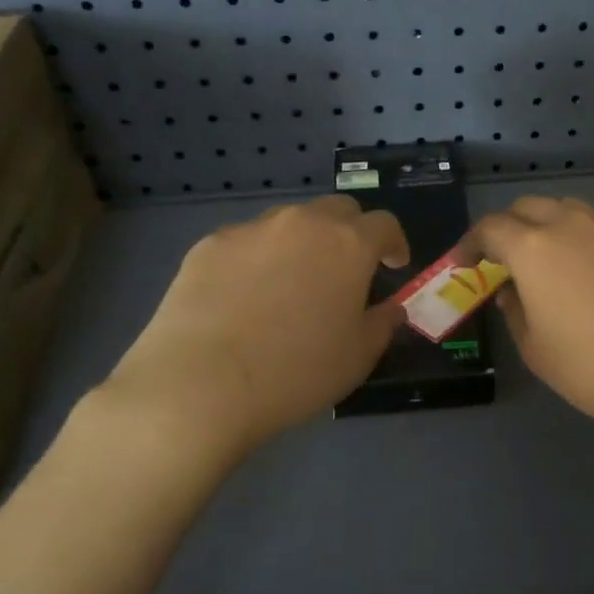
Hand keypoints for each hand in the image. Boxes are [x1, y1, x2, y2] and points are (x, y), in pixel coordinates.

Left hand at [95, 196, 409, 459]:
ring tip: (292, 282)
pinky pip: (247, 242)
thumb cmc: (295, 372)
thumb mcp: (358, 357)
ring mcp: (252, 230)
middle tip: (346, 269)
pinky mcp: (209, 245)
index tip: (393, 266)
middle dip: (351, 232)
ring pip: (289, 221)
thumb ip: (383, 323)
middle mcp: (302, 223)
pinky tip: (246, 296)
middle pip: (338, 209)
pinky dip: (258, 258)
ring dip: (303, 242)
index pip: (384, 224)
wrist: (199, 384)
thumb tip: (391, 308)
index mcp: (348, 244)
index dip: (394, 243)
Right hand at [474, 197, 593, 444]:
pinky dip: (576, 237)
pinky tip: (584, 272)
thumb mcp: (539, 352)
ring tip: (542, 263)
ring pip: (564, 210)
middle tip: (500, 262)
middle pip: (526, 208)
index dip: (470, 244)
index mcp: (534, 248)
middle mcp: (569, 224)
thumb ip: (515, 313)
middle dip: (505, 229)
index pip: (490, 228)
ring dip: (542, 227)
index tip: (463, 265)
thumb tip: (511, 291)